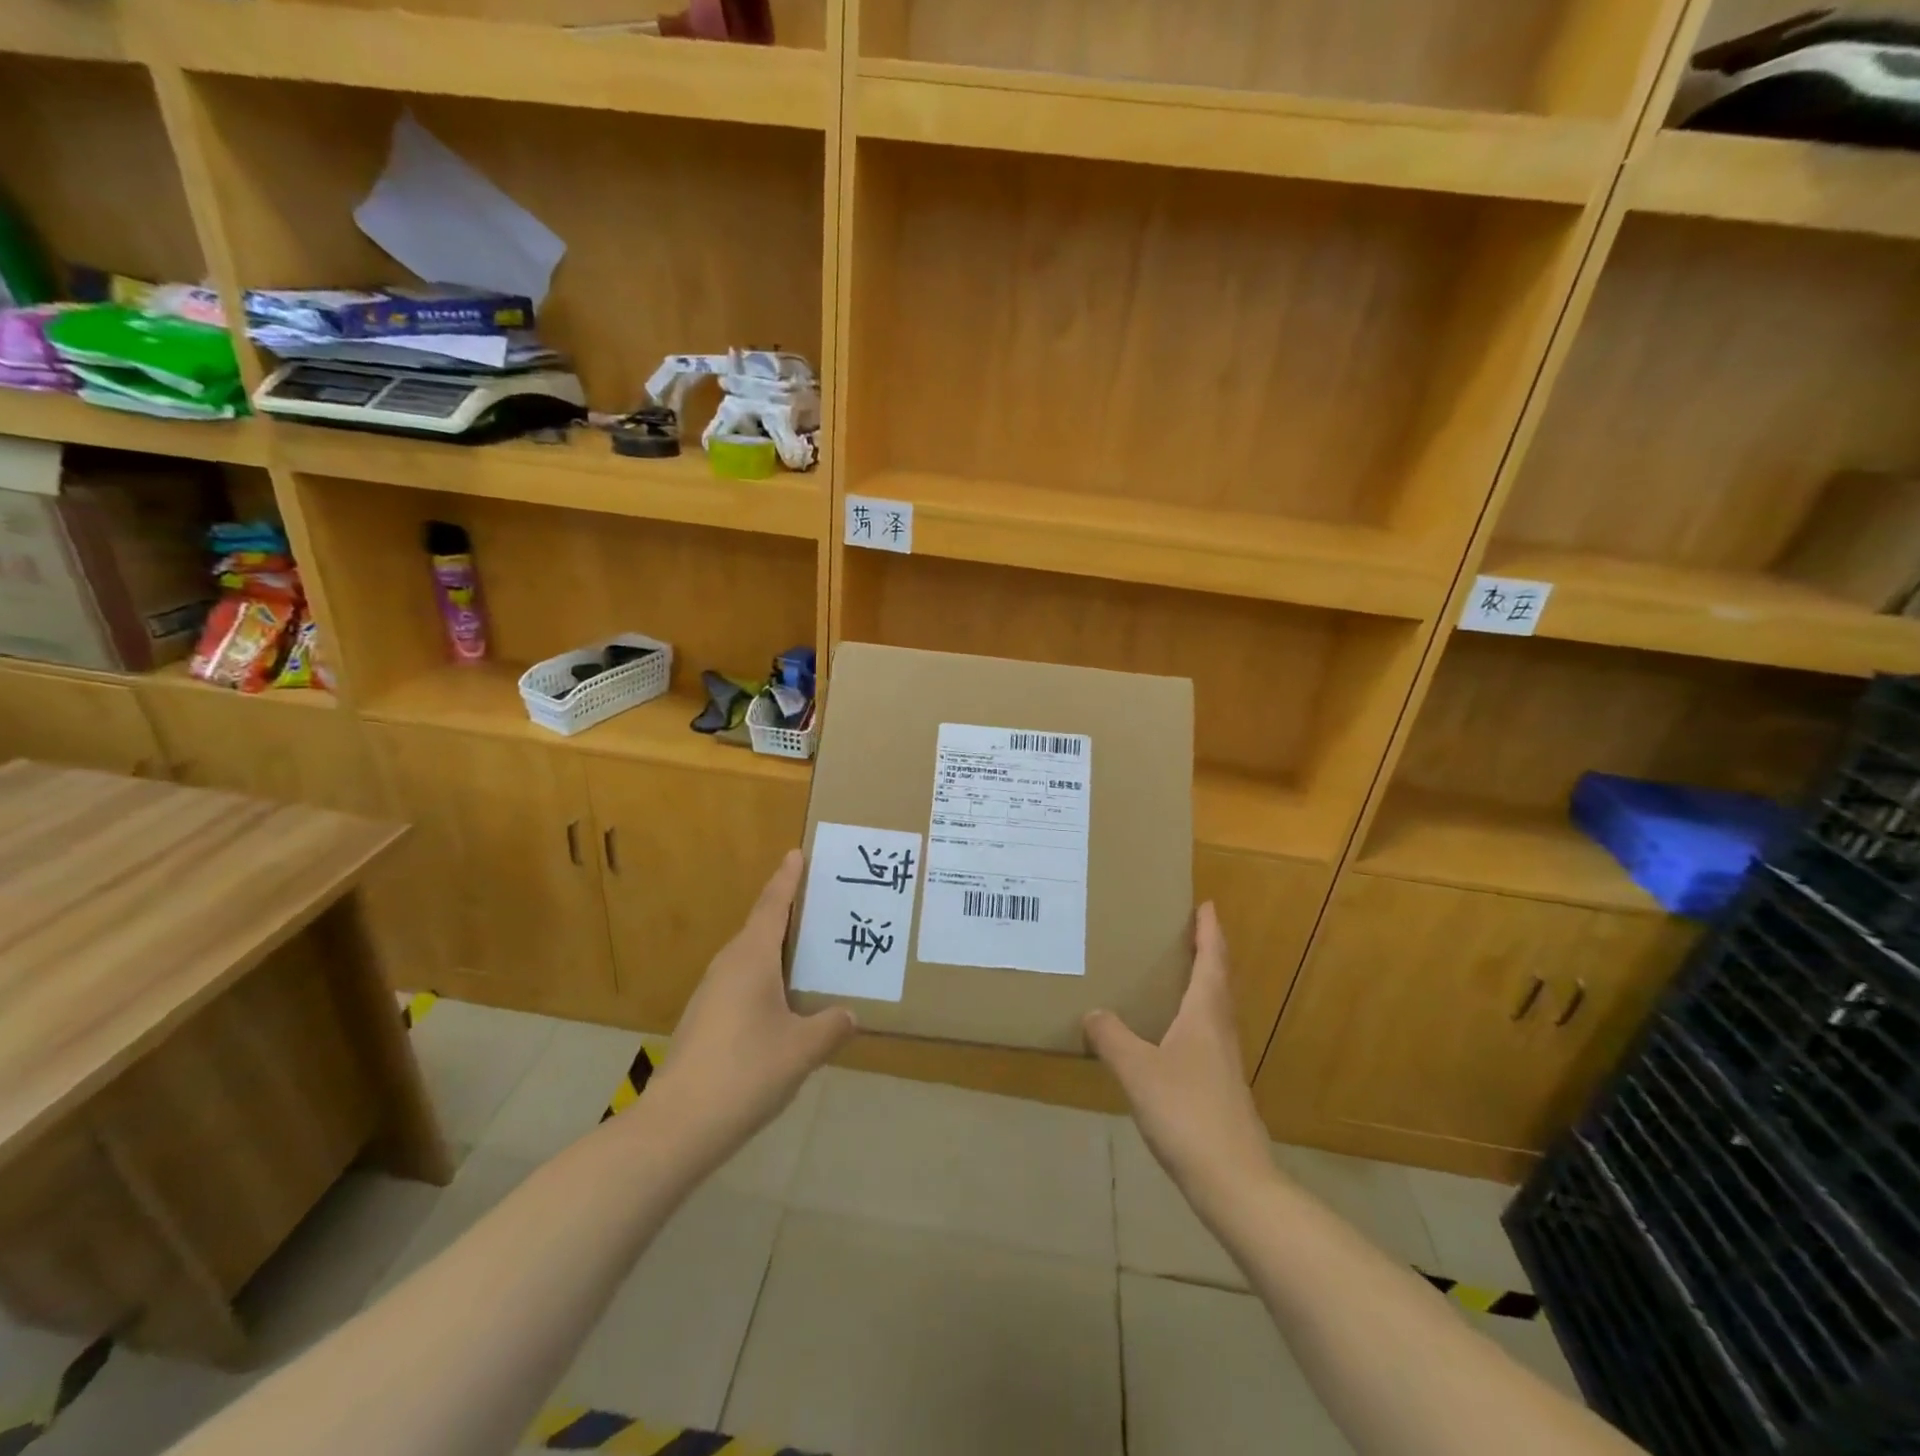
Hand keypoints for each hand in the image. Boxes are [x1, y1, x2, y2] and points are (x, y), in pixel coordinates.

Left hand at [651, 851, 856, 1165]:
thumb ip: (831, 1027)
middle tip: (818, 904)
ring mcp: (710, 994)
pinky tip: (782, 1002)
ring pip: (749, 957)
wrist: (677, 1126)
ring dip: (775, 948)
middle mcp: (727, 966)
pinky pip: (741, 982)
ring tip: (807, 951)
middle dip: (785, 911)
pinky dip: (765, 978)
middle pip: (759, 926)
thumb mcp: (802, 1049)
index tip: (796, 853)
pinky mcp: (704, 1021)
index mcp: (751, 959)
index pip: (772, 906)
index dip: (786, 879)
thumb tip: (850, 1016)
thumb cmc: (746, 1072)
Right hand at [1085, 903, 1274, 1209]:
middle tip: (1188, 932)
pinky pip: (1206, 1037)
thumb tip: (1093, 1013)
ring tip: (1176, 976)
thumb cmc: (1187, 1113)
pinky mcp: (1221, 1089)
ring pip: (1214, 1011)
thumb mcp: (1138, 1071)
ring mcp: (1224, 1063)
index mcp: (1205, 1015)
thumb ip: (1112, 1038)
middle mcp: (1220, 1031)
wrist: (1234, 1182)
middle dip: (1207, 953)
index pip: (1212, 961)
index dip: (1210, 932)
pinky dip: (1192, 1020)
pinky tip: (1171, 1037)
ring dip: (1201, 986)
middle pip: (1218, 982)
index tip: (1207, 905)